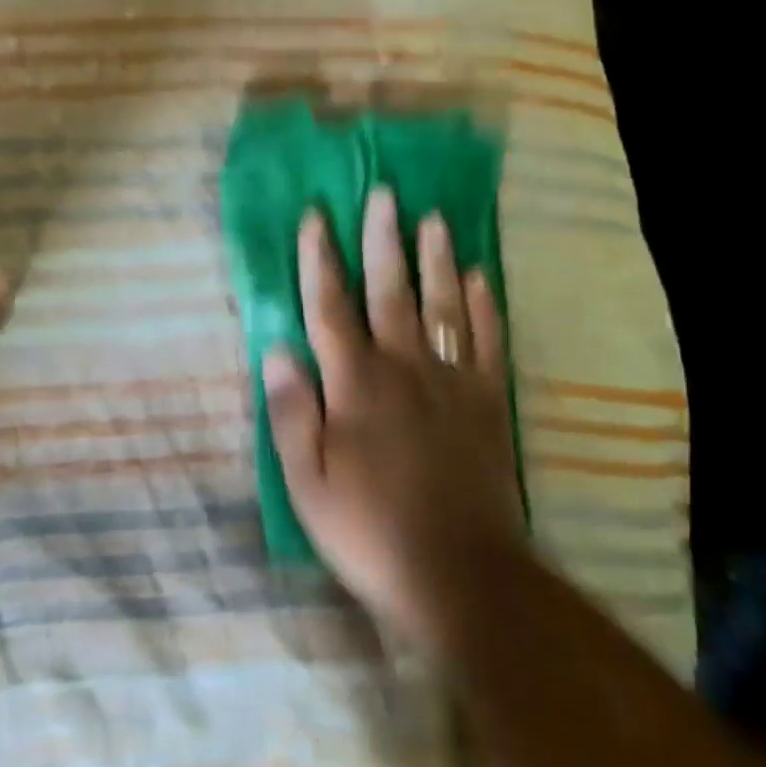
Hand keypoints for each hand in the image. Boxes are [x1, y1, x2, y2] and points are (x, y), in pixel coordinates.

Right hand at [263, 188, 528, 653]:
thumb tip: (278, 350)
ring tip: (434, 218)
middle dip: (383, 239)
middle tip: (384, 193)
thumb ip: (293, 412)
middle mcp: (403, 367)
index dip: (319, 260)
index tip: (316, 217)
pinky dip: (482, 305)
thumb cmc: (368, 529)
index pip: (330, 307)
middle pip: (390, 290)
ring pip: (442, 304)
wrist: (458, 572)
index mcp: (355, 383)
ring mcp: (451, 380)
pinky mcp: (487, 401)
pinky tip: (479, 276)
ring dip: (436, 258)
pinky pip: (486, 340)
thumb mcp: (307, 481)